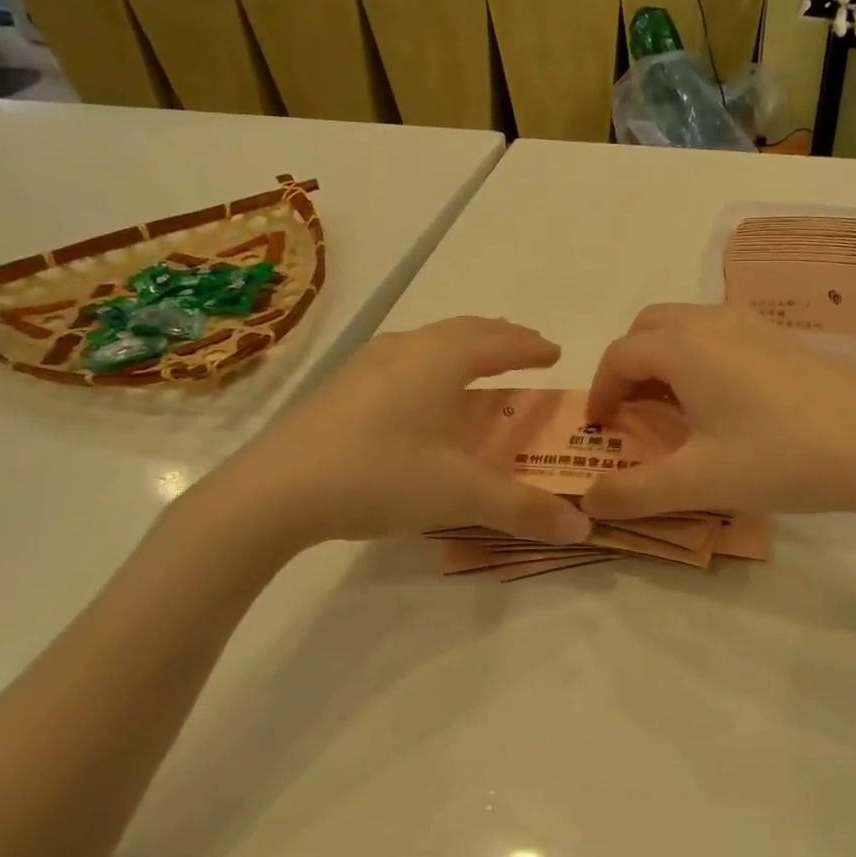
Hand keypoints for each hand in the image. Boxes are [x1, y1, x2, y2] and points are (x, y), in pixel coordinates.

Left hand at [189, 318, 592, 556]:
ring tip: (479, 363)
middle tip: (526, 348)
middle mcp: (407, 348)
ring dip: (464, 345)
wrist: (273, 491)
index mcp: (441, 360)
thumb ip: (523, 509)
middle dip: (501, 337)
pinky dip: (433, 361)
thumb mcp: (459, 495)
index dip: (531, 347)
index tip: (555, 351)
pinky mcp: (342, 385)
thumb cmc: (378, 476)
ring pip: (430, 340)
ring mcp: (368, 363)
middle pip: (465, 330)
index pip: (499, 343)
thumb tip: (583, 526)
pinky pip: (404, 357)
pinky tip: (422, 390)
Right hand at [581, 303, 855, 520]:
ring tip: (674, 409)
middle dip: (627, 366)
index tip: (600, 428)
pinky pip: (719, 333)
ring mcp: (751, 324)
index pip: (618, 355)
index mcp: (683, 347)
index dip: (599, 390)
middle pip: (647, 328)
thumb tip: (587, 500)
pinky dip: (698, 356)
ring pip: (685, 326)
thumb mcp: (698, 482)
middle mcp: (712, 321)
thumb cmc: (780, 458)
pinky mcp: (781, 337)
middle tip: (631, 412)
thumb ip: (633, 492)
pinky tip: (723, 402)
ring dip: (664, 359)